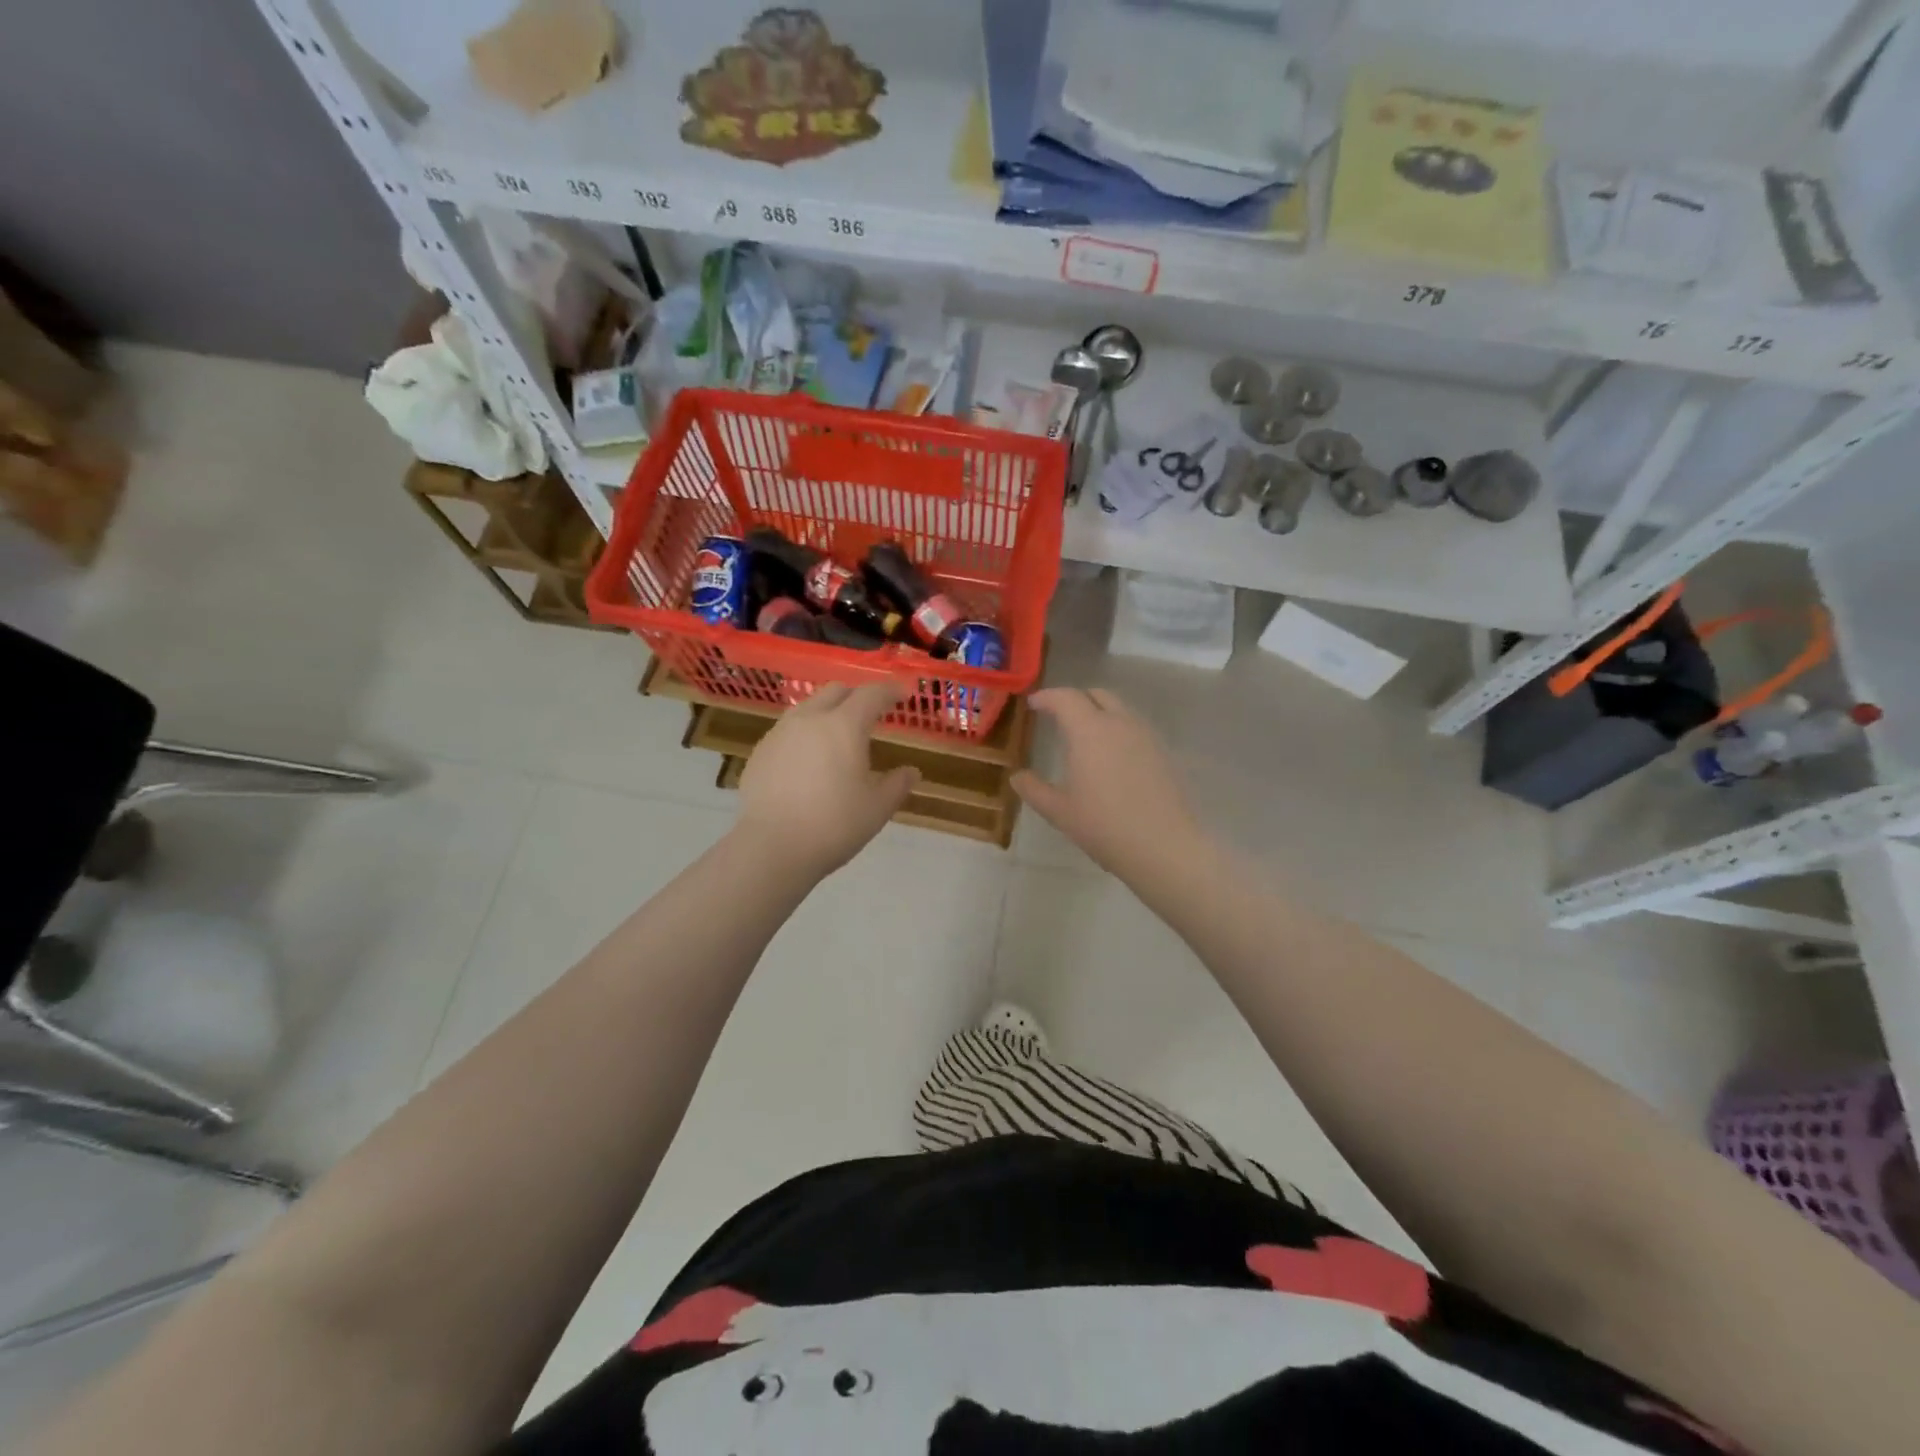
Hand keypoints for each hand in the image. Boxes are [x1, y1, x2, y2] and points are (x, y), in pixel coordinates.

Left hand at [737, 682, 918, 875]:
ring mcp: (780, 733)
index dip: (890, 691)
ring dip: (827, 712)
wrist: (772, 847)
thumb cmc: (834, 825)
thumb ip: (897, 784)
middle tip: (871, 714)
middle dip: (857, 696)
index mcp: (844, 726)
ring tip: (837, 735)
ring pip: (807, 707)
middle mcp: (809, 719)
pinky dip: (805, 734)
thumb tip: (911, 772)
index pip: (871, 694)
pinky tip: (808, 760)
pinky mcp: (760, 752)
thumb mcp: (877, 808)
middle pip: (836, 691)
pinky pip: (787, 730)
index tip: (903, 695)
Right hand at [1012, 688, 1205, 880]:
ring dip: (1099, 712)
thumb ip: (1034, 789)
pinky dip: (1118, 729)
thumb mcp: (1059, 811)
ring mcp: (1146, 736)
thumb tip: (1018, 777)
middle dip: (1075, 699)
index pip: (1065, 698)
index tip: (1033, 704)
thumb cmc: (1103, 826)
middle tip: (1058, 715)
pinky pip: (1135, 727)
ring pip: (1120, 709)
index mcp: (1089, 731)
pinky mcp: (1163, 752)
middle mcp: (1119, 723)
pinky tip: (1112, 756)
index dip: (1047, 697)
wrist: (1163, 846)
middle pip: (1096, 695)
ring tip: (1085, 735)